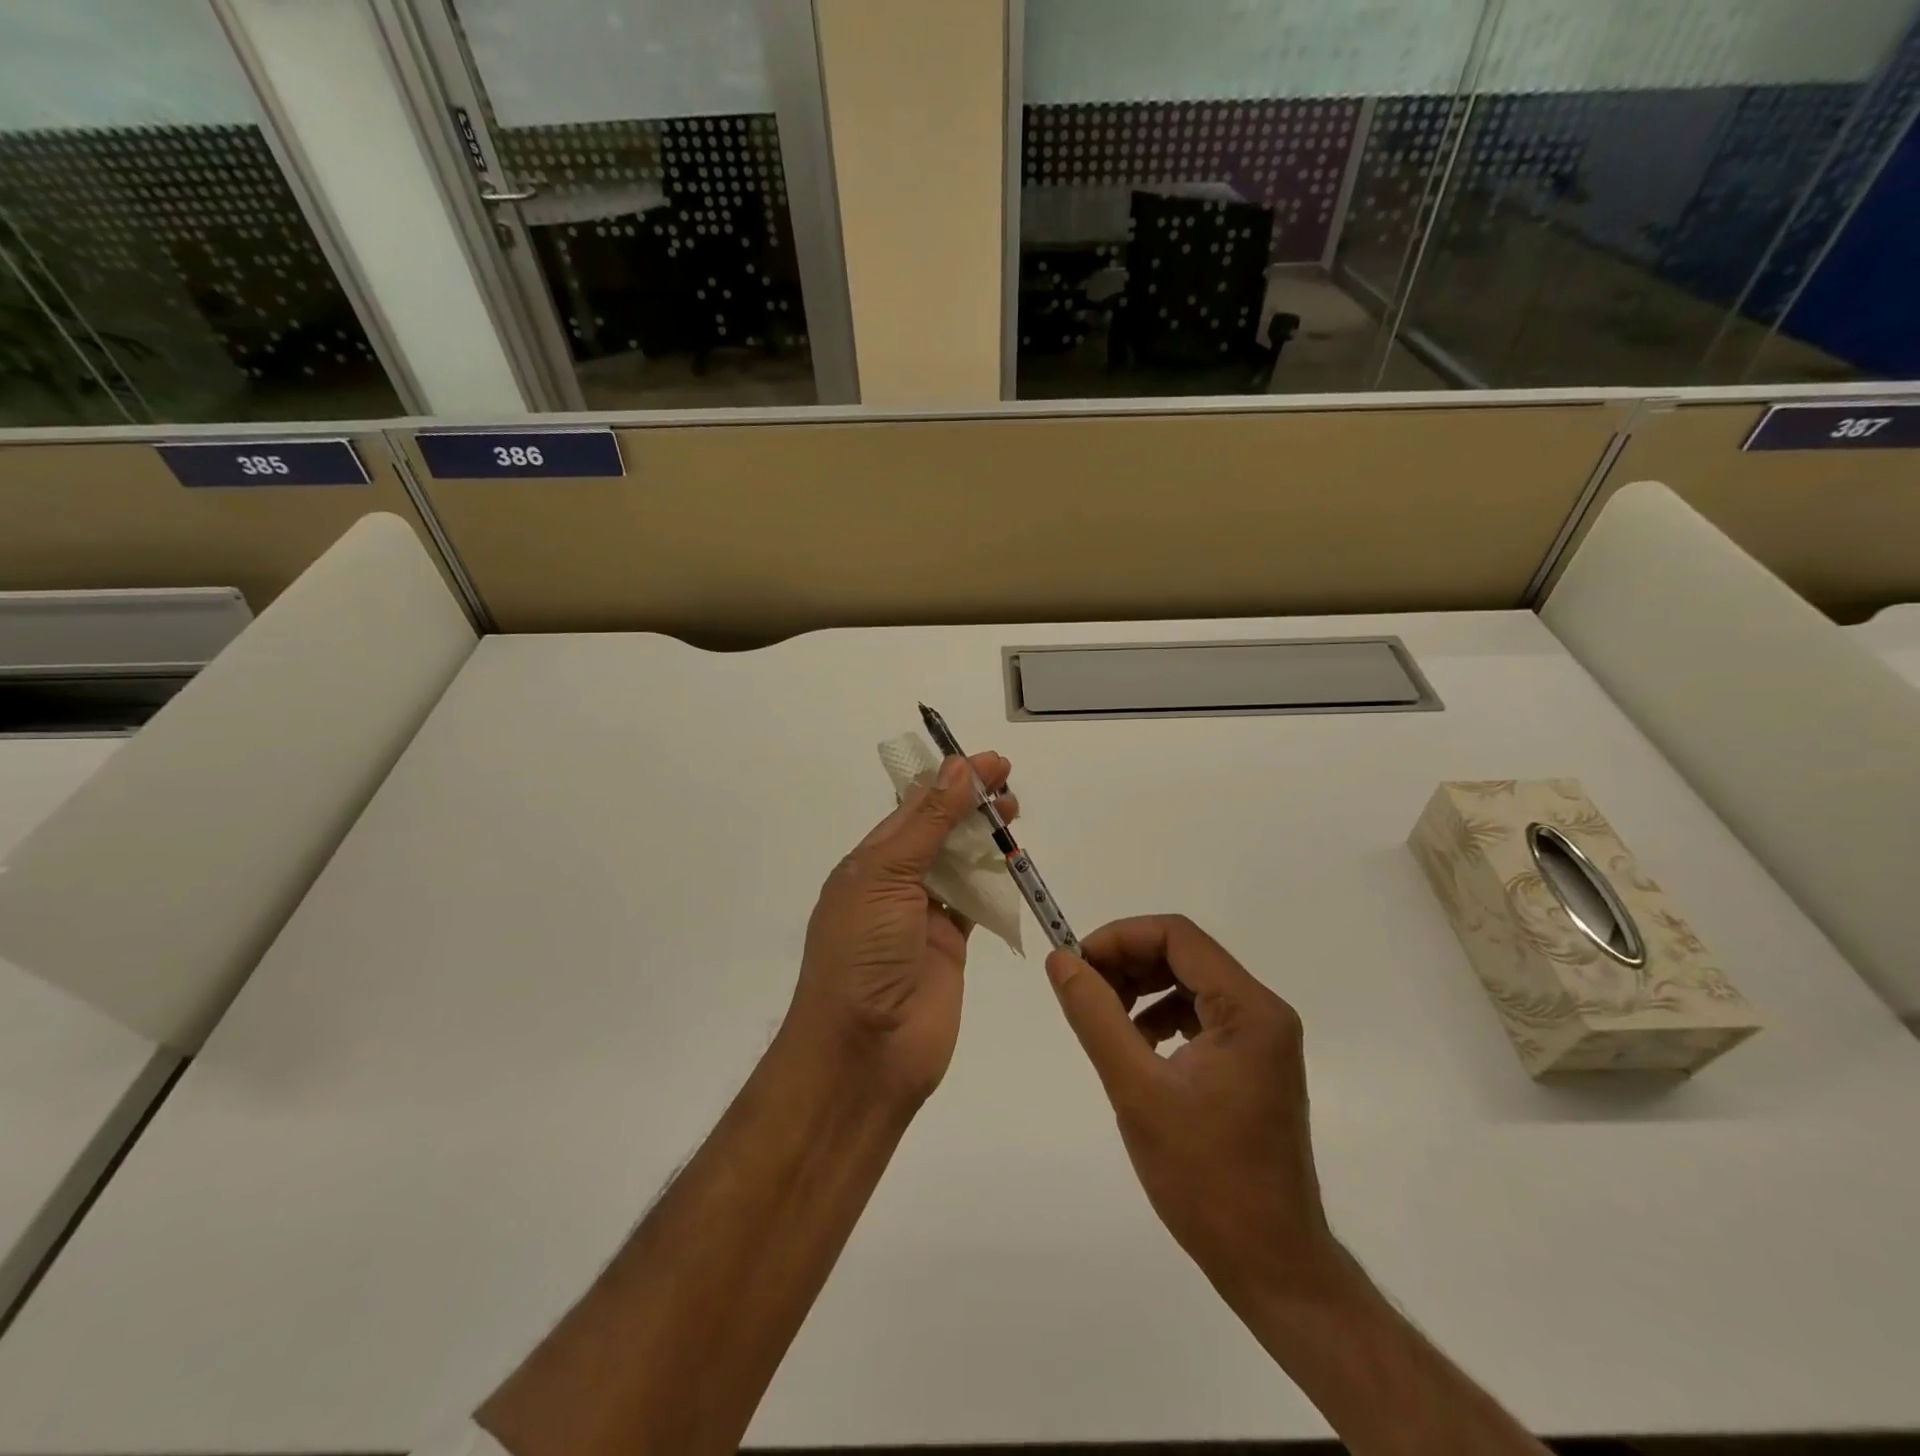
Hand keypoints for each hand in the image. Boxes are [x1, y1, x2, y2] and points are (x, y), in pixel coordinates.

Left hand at [788, 751, 1015, 1108]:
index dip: (950, 781)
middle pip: (938, 831)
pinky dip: (993, 881)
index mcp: (869, 862)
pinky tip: (1012, 861)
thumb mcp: (886, 877)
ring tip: (1014, 814)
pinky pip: (974, 903)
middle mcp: (895, 884)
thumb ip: (927, 824)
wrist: (864, 1052)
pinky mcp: (950, 946)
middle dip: (970, 804)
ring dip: (983, 837)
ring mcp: (922, 917)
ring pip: (959, 863)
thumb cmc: (863, 954)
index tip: (989, 762)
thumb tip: (958, 769)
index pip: (913, 807)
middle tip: (1008, 784)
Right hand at [1044, 915, 1343, 1305]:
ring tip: (1102, 1018)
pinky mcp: (1253, 1064)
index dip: (1119, 938)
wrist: (1270, 1265)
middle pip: (1184, 954)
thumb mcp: (1136, 1090)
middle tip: (1081, 989)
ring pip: (1189, 983)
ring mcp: (1263, 1039)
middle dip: (1127, 962)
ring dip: (1141, 989)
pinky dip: (1160, 1017)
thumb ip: (1095, 1016)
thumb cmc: (1205, 1177)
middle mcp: (1263, 1012)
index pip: (1177, 935)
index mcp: (1249, 1009)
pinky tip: (1135, 1046)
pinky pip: (1200, 1016)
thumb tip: (1060, 960)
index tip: (1075, 963)